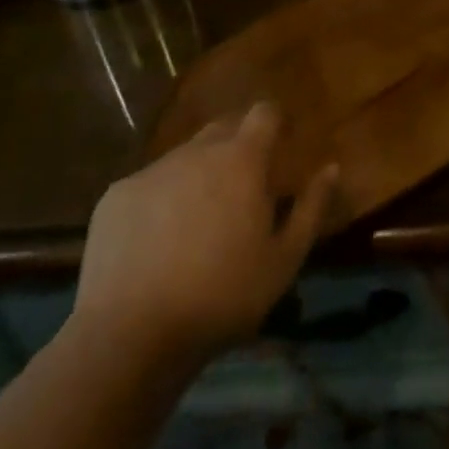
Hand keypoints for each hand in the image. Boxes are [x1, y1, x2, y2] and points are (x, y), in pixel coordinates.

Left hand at [72, 103, 337, 363]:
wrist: (130, 336)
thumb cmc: (222, 296)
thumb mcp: (284, 260)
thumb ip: (311, 208)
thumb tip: (331, 168)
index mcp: (242, 159)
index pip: (264, 112)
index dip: (275, 122)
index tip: (281, 144)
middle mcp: (197, 151)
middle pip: (224, 127)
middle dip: (238, 145)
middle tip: (243, 186)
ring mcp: (153, 170)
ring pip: (185, 156)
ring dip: (199, 173)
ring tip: (198, 220)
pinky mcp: (116, 195)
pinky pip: (149, 184)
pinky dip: (160, 199)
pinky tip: (156, 242)